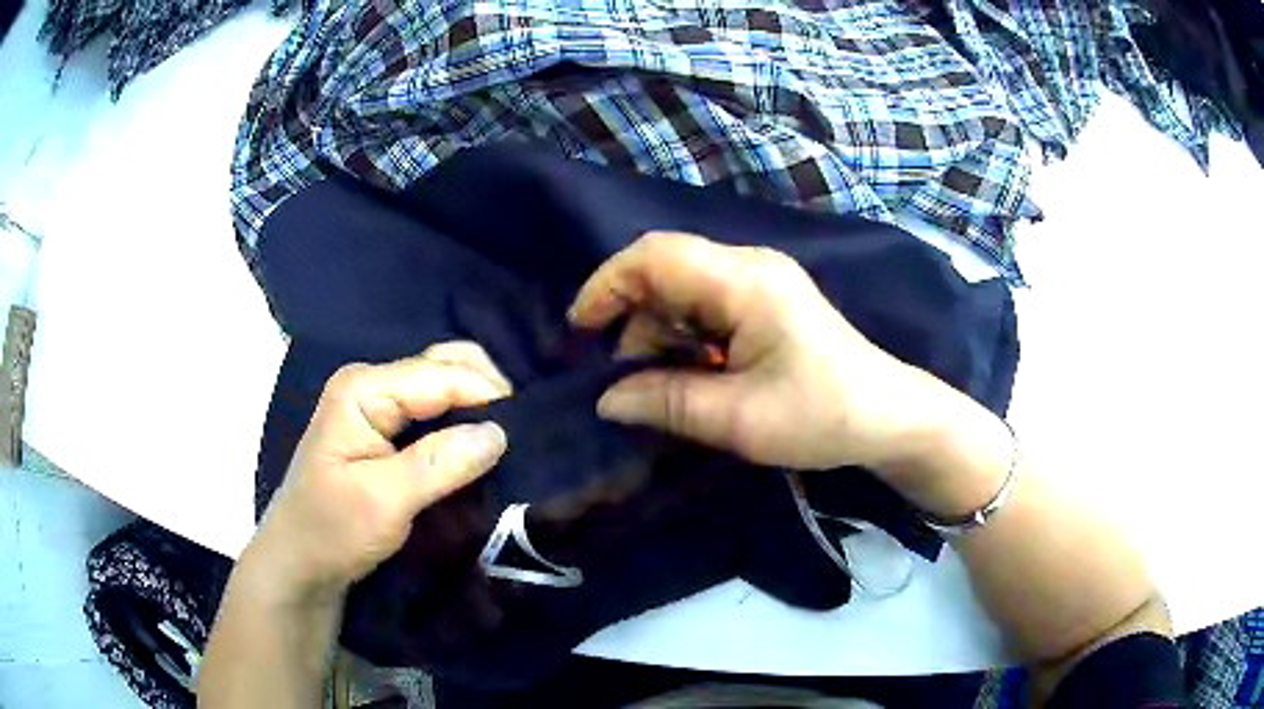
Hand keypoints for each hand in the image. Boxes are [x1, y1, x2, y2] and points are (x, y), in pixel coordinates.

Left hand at [244, 341, 512, 604]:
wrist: (301, 561)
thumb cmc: (331, 530)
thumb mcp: (382, 501)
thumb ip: (438, 464)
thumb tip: (499, 432)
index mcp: (363, 389)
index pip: (438, 375)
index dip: (486, 393)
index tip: (532, 424)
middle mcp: (372, 384)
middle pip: (442, 365)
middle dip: (485, 389)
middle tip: (525, 428)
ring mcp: (378, 404)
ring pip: (443, 385)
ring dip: (478, 404)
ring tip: (515, 433)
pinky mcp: (387, 429)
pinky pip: (436, 410)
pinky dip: (465, 420)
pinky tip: (486, 439)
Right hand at [570, 232, 962, 471]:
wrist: (886, 418)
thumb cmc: (821, 415)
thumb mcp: (738, 419)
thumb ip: (665, 402)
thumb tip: (605, 399)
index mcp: (744, 281)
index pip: (655, 256)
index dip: (607, 285)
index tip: (581, 332)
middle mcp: (748, 267)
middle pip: (665, 272)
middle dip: (635, 323)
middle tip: (630, 383)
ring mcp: (758, 283)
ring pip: (681, 293)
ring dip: (661, 338)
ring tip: (668, 391)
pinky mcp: (764, 304)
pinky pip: (705, 309)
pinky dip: (686, 342)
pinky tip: (696, 379)